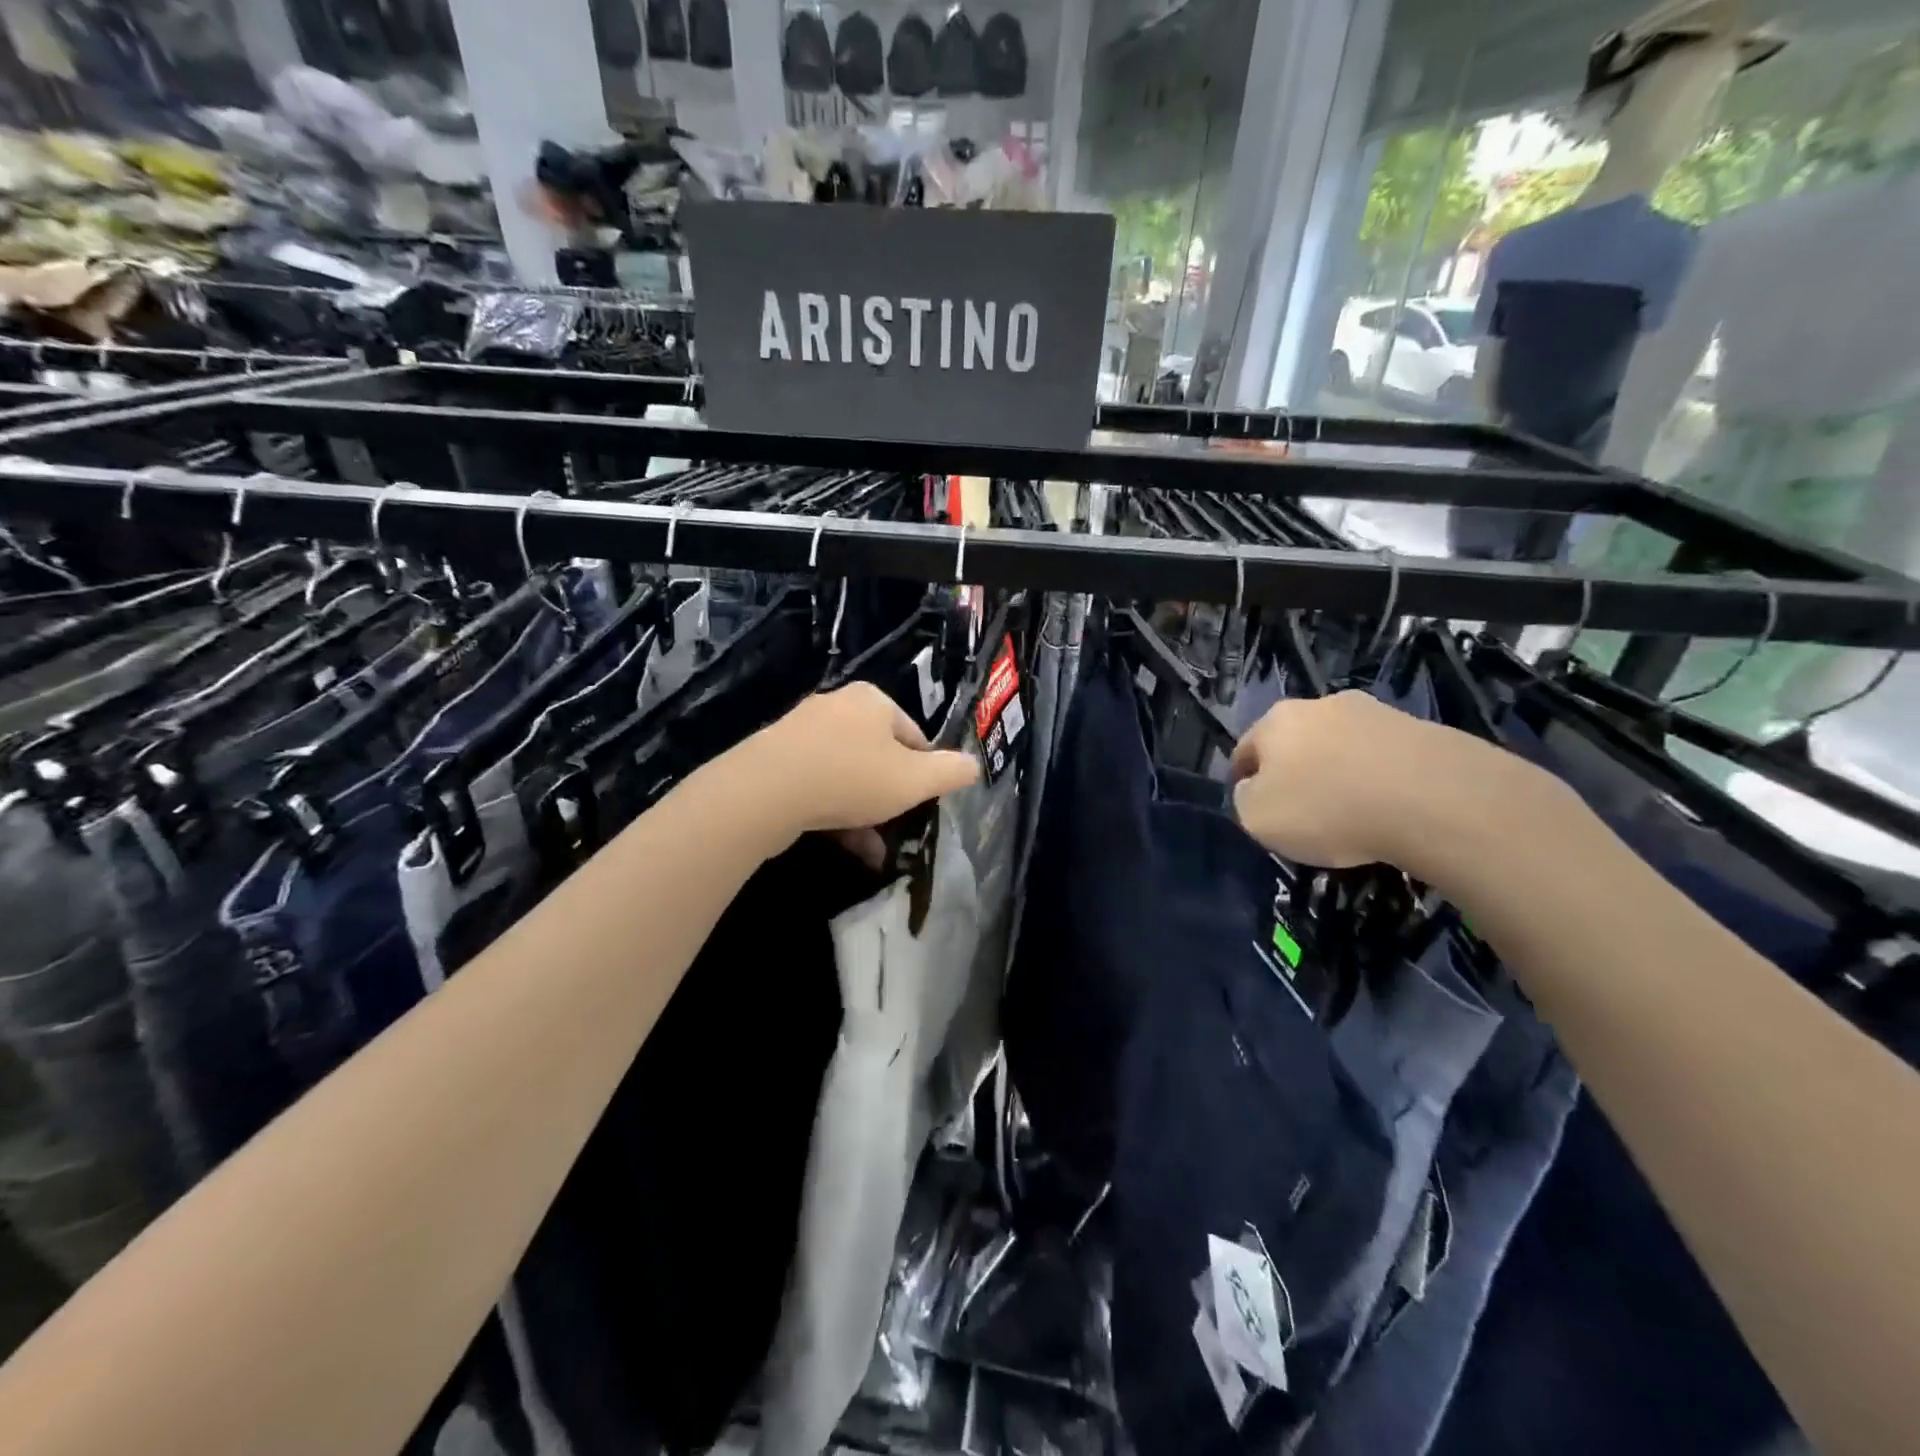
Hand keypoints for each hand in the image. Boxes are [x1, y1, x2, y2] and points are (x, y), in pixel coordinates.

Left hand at [746, 683, 980, 838]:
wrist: (765, 792)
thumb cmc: (851, 777)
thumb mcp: (915, 780)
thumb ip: (950, 772)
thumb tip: (973, 765)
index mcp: (872, 700)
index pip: (914, 735)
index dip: (924, 772)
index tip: (922, 803)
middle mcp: (836, 707)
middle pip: (878, 755)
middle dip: (891, 796)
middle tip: (900, 827)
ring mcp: (801, 732)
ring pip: (847, 774)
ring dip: (865, 812)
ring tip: (876, 850)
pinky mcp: (775, 760)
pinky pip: (818, 785)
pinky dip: (835, 813)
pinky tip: (849, 847)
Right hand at [1228, 691, 1440, 868]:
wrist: (1435, 799)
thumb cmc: (1327, 808)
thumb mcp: (1258, 818)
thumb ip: (1245, 799)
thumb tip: (1255, 788)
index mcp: (1276, 721)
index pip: (1245, 749)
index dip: (1243, 779)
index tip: (1253, 806)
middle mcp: (1322, 705)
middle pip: (1296, 741)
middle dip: (1294, 770)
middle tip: (1302, 809)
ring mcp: (1376, 713)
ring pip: (1342, 746)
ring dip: (1339, 771)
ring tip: (1352, 811)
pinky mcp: (1422, 730)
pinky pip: (1385, 758)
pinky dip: (1380, 778)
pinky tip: (1389, 808)